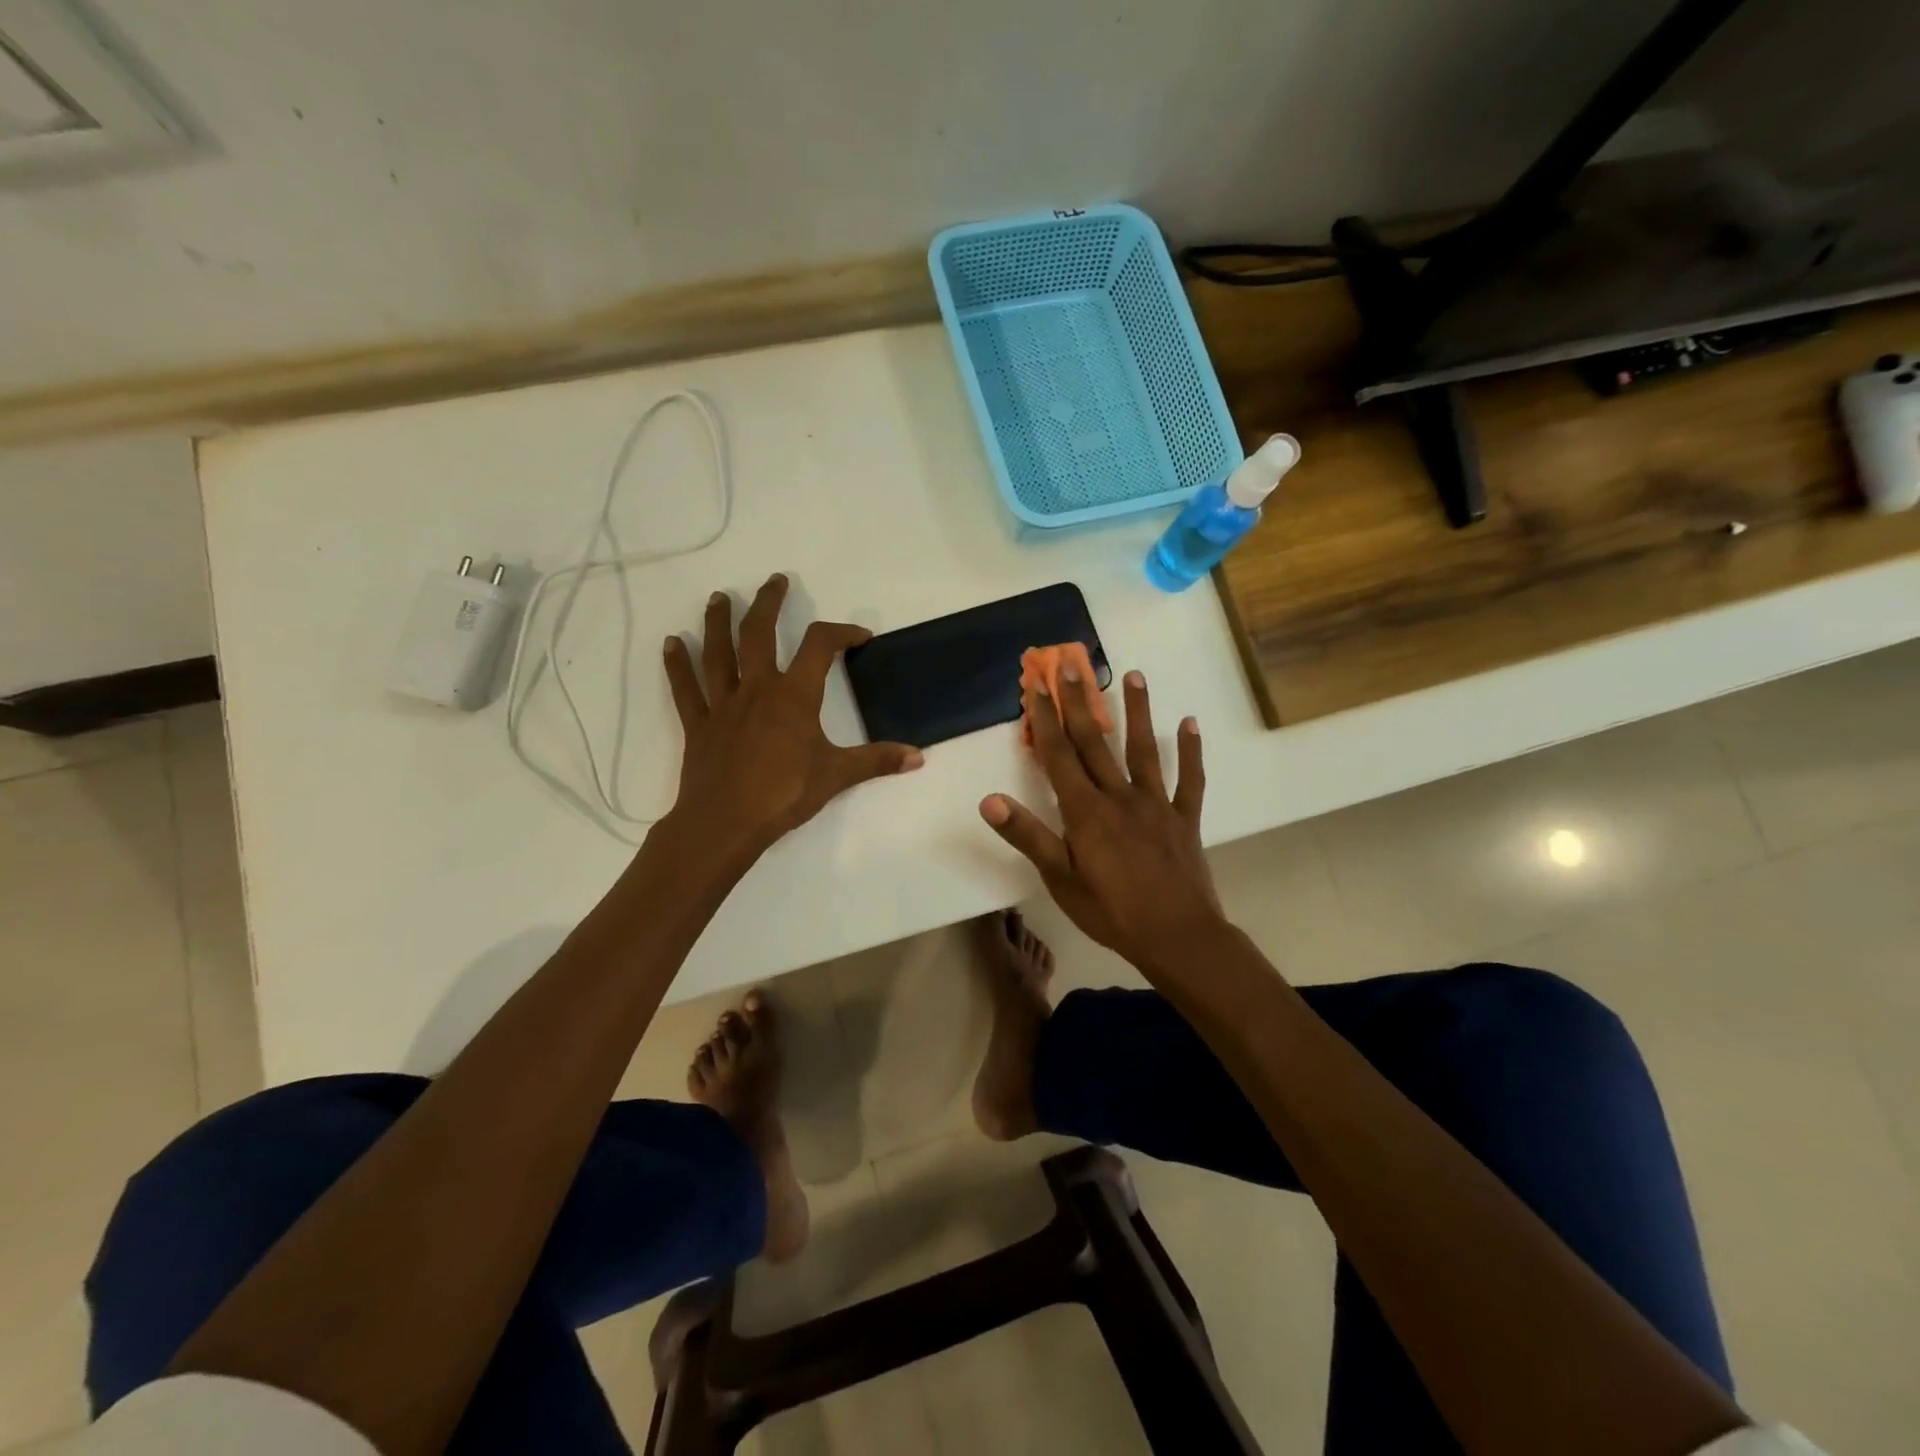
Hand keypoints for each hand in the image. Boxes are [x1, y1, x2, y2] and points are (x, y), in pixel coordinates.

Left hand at [663, 574, 921, 858]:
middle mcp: (757, 688)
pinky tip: (671, 643)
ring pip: (718, 652)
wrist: (726, 823)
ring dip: (718, 622)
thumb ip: (878, 761)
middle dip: (768, 603)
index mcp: (794, 695)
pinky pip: (686, 688)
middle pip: (759, 633)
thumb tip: (919, 756)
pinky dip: (678, 665)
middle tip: (775, 581)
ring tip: (719, 597)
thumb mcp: (837, 776)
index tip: (859, 637)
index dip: (841, 633)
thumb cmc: (784, 794)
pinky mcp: (699, 724)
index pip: (820, 646)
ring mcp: (724, 704)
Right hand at [979, 668, 1222, 978]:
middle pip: (1095, 742)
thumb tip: (990, 800)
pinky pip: (1190, 780)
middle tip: (1071, 663)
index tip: (1037, 684)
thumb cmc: (1111, 911)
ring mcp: (1156, 804)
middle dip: (1080, 701)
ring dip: (1138, 712)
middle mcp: (1120, 796)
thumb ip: (1027, 835)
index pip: (1060, 755)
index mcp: (1086, 811)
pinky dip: (1191, 752)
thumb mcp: (1060, 878)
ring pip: (1144, 750)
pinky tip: (1190, 724)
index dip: (1046, 719)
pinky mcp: (1184, 819)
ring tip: (1135, 675)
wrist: (1177, 936)